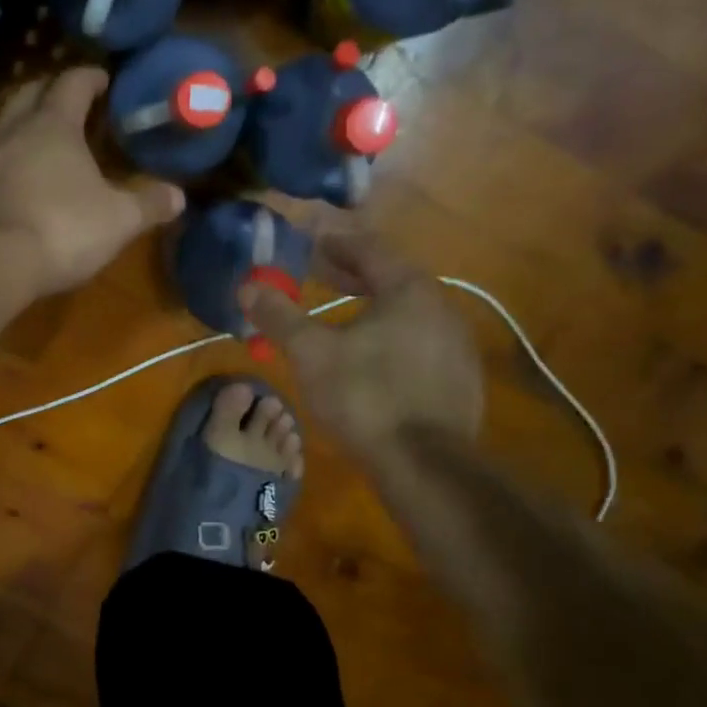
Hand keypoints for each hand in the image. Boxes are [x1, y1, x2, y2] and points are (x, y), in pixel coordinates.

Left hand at [0, 67, 184, 298]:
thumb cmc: (60, 230)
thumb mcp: (117, 221)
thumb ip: (148, 205)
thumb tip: (179, 195)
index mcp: (52, 127)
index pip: (72, 84)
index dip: (89, 78)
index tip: (102, 78)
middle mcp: (10, 132)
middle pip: (28, 96)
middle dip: (47, 94)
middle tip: (66, 104)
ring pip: (0, 131)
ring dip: (19, 132)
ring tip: (37, 149)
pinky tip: (6, 191)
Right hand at [240, 231, 483, 454]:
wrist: (425, 465)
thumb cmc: (364, 396)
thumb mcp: (311, 353)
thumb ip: (280, 316)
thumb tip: (248, 287)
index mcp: (410, 290)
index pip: (369, 249)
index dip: (334, 242)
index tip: (308, 240)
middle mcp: (442, 308)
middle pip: (390, 278)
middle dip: (350, 273)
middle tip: (316, 272)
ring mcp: (456, 346)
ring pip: (406, 312)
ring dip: (370, 306)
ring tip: (339, 313)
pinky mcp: (459, 380)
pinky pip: (418, 342)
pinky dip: (389, 335)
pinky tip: (369, 356)